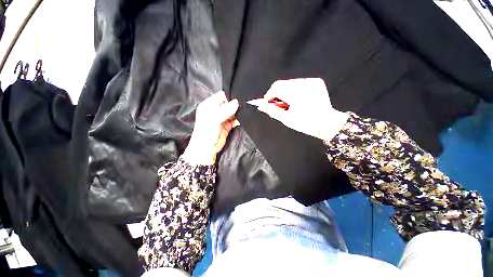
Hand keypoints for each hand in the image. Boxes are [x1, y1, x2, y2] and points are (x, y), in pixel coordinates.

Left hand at [183, 91, 239, 165]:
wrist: (207, 150)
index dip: (230, 97)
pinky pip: (235, 120)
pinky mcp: (227, 125)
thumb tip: (237, 102)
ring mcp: (222, 118)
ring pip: (233, 112)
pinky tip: (241, 120)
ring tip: (244, 113)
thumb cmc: (206, 133)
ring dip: (238, 113)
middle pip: (229, 104)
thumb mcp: (214, 119)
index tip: (238, 99)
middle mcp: (216, 110)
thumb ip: (225, 110)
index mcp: (209, 105)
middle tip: (243, 106)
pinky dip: (238, 120)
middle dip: (235, 105)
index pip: (221, 96)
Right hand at [253, 78, 348, 140]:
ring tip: (288, 103)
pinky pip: (298, 82)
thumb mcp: (286, 119)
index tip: (267, 102)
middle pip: (282, 84)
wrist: (326, 122)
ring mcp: (311, 82)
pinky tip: (297, 99)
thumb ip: (272, 111)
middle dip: (276, 93)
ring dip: (285, 91)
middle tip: (277, 104)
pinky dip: (294, 89)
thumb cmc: (306, 124)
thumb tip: (261, 105)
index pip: (276, 87)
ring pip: (289, 82)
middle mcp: (304, 85)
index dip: (269, 94)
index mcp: (297, 95)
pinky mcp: (316, 81)